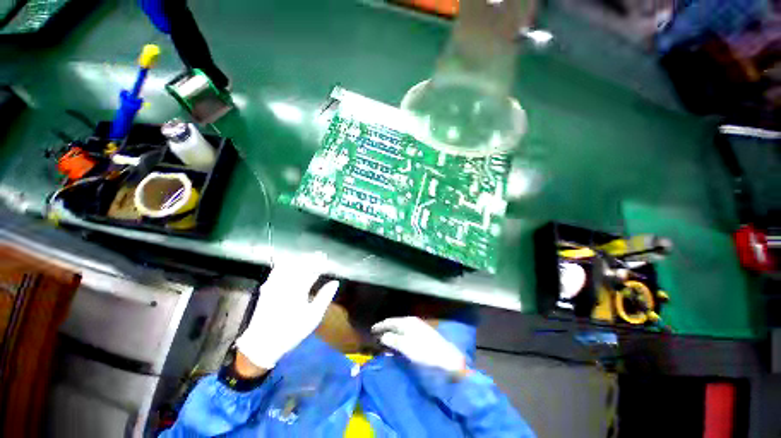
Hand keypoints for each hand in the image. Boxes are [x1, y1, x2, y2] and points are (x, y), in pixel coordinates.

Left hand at [236, 252, 339, 369]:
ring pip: (287, 265)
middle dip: (310, 258)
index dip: (319, 262)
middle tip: (319, 254)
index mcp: (298, 290)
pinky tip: (290, 263)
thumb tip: (335, 282)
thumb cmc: (291, 331)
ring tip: (307, 257)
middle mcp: (285, 284)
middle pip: (299, 265)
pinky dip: (286, 264)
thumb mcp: (313, 317)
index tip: (325, 257)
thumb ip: (324, 297)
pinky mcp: (267, 288)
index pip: (311, 270)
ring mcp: (274, 285)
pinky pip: (277, 270)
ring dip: (298, 259)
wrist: (262, 343)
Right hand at [372, 317, 466, 374]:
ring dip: (392, 334)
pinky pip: (406, 333)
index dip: (380, 326)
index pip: (390, 321)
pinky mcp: (423, 334)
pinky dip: (399, 337)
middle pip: (395, 324)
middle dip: (385, 329)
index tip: (371, 330)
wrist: (446, 358)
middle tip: (376, 335)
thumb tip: (382, 335)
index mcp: (407, 322)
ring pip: (401, 329)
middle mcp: (412, 321)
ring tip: (385, 340)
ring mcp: (418, 327)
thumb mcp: (405, 346)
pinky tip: (398, 343)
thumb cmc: (424, 352)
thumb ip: (392, 339)